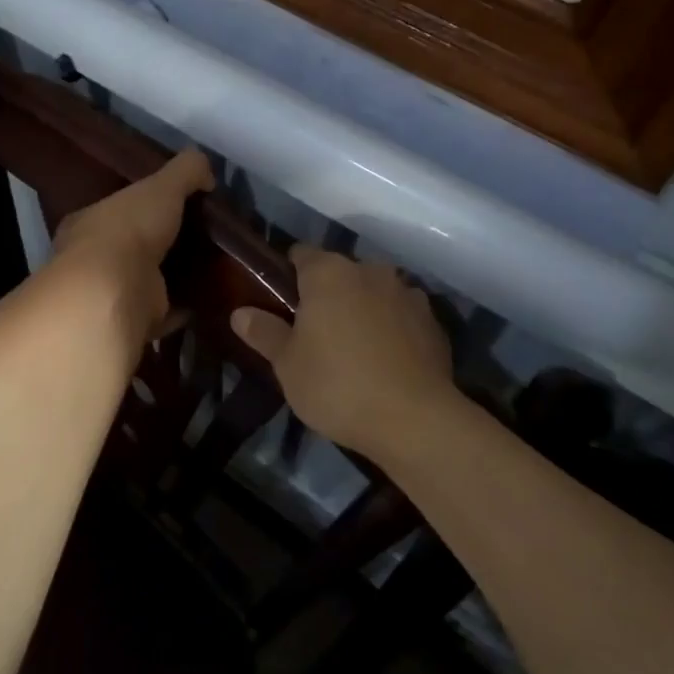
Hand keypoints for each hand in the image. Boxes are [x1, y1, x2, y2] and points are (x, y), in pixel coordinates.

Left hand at [51, 148, 213, 351]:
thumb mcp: (162, 185)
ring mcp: (109, 294)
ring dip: (171, 277)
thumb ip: (185, 171)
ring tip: (209, 268)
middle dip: (160, 244)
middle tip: (200, 239)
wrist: (114, 292)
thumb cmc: (129, 229)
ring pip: (145, 280)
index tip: (175, 206)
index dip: (143, 207)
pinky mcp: (131, 322)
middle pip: (131, 247)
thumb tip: (206, 168)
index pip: (117, 210)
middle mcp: (92, 259)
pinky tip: (207, 300)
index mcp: (90, 222)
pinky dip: (182, 307)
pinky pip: (162, 312)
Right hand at [231, 246, 455, 461]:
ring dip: (363, 309)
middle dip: (328, 294)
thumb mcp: (287, 365)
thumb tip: (240, 313)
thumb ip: (264, 332)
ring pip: (375, 292)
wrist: (414, 419)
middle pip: (341, 273)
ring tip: (355, 348)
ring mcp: (407, 293)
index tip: (283, 302)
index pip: (301, 254)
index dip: (289, 274)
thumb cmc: (337, 385)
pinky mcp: (434, 321)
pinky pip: (402, 316)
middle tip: (315, 333)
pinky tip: (387, 361)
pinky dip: (393, 328)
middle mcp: (370, 271)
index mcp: (329, 273)